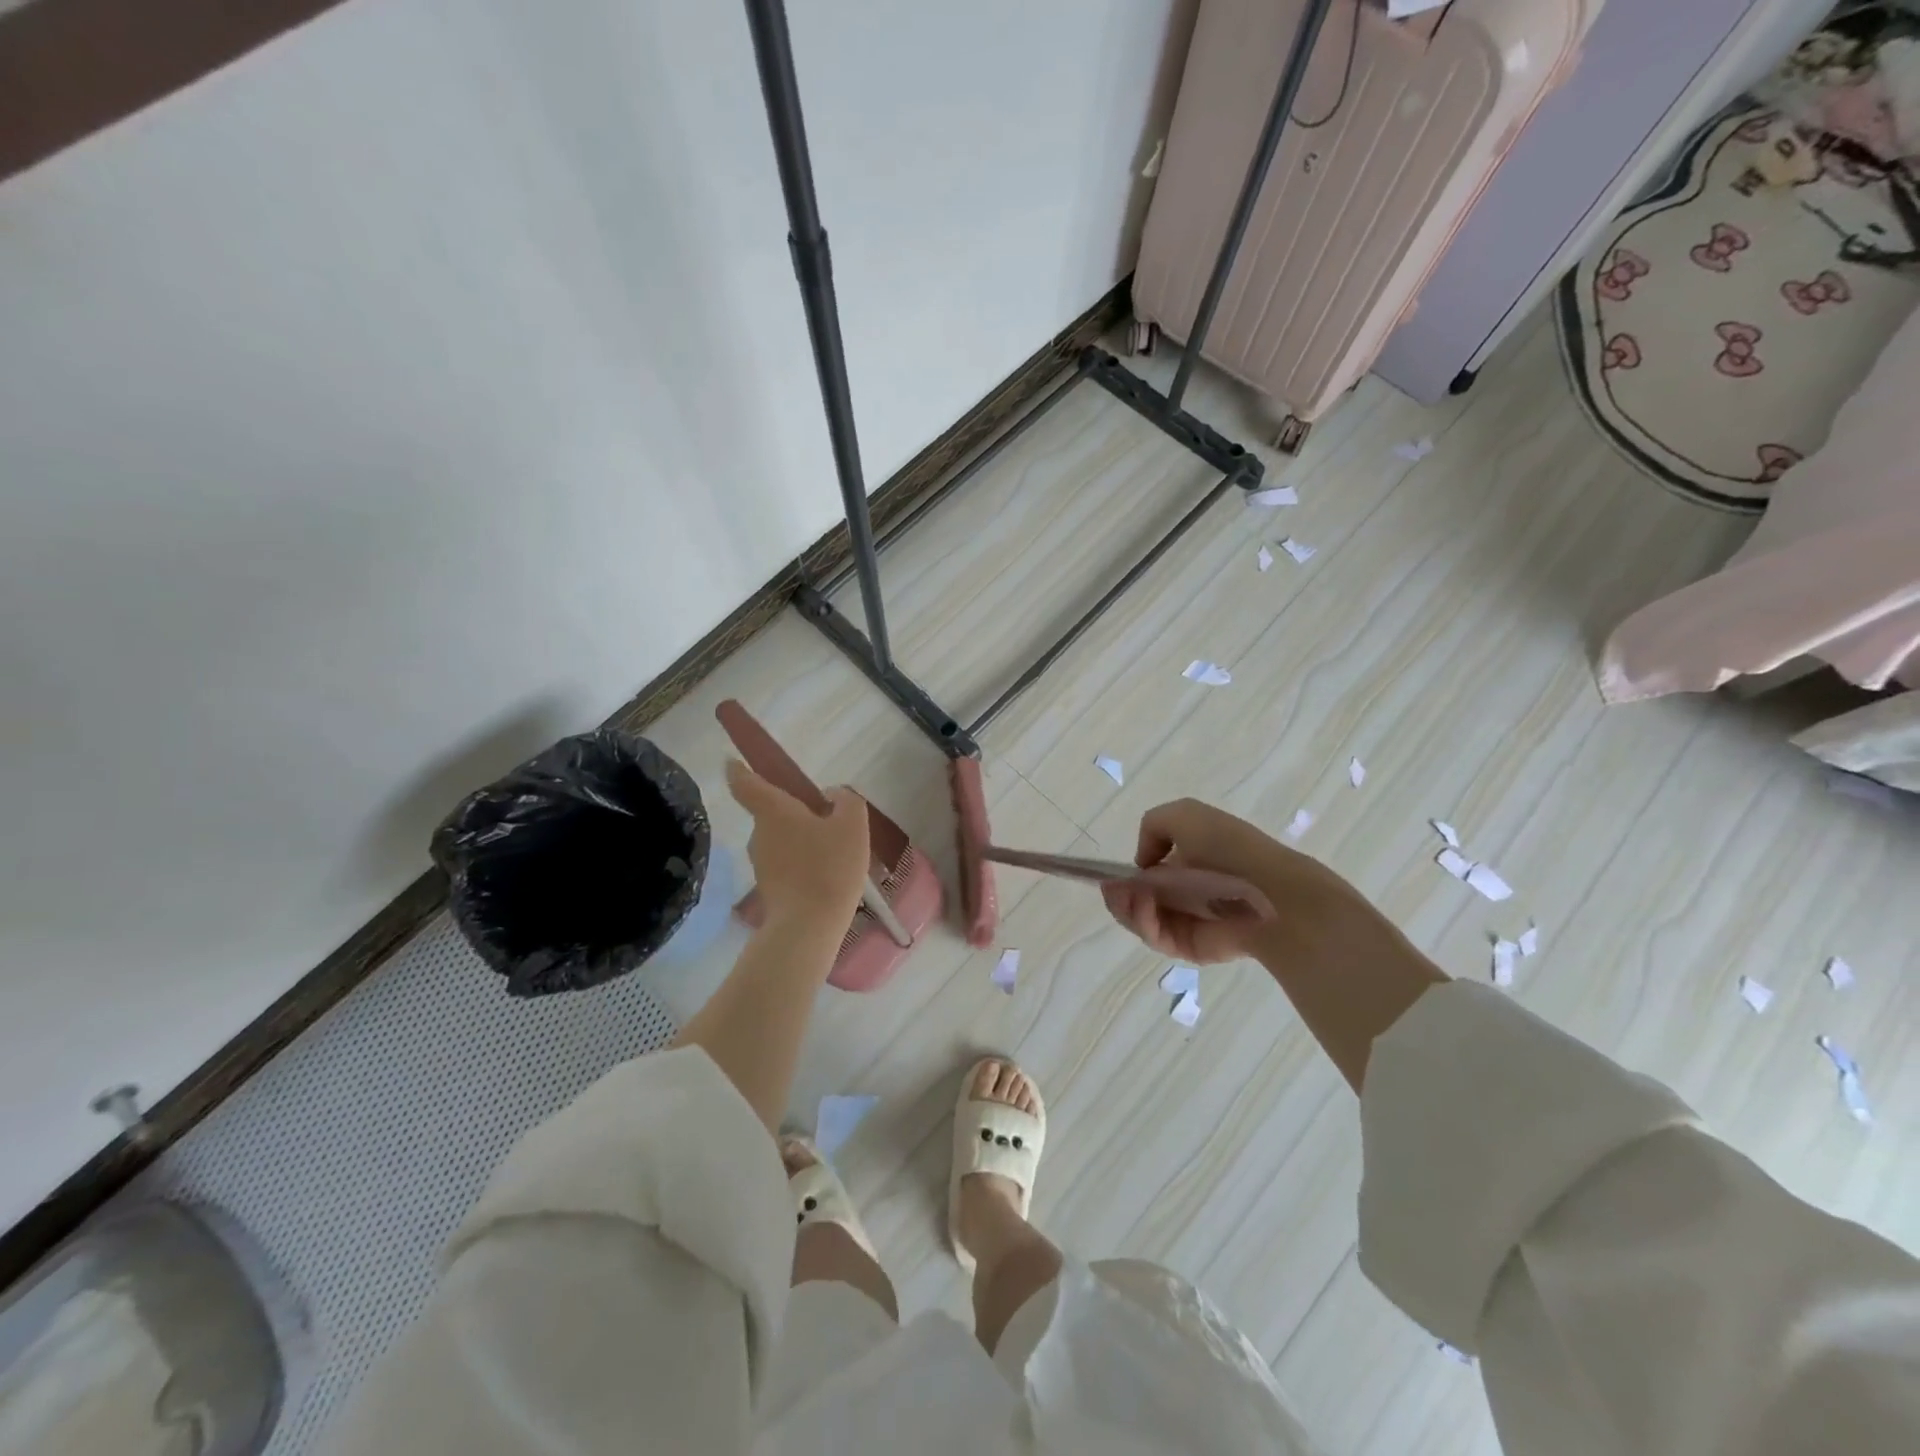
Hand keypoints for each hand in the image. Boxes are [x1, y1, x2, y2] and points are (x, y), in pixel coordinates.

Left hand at [726, 759, 869, 927]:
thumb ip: (846, 800)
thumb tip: (832, 794)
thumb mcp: (852, 825)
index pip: (745, 783)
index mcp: (774, 811)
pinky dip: (802, 864)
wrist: (808, 926)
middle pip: (771, 813)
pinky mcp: (769, 889)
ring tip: (833, 850)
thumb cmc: (829, 866)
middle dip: (793, 812)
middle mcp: (759, 834)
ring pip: (781, 840)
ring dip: (800, 840)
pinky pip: (786, 865)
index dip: (738, 770)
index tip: (732, 762)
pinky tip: (826, 874)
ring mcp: (761, 864)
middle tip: (825, 817)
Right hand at [1101, 798, 1369, 964]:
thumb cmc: (1229, 848)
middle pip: (1134, 899)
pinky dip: (1143, 922)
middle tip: (1111, 888)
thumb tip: (1142, 863)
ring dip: (1126, 907)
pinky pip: (1155, 937)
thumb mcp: (1185, 814)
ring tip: (1125, 896)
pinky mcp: (1187, 947)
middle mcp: (1182, 893)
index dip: (1123, 874)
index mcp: (1184, 862)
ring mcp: (1184, 922)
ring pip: (1139, 919)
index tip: (1110, 874)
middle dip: (1118, 893)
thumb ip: (1152, 826)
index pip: (1143, 873)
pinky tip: (1144, 907)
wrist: (1270, 892)